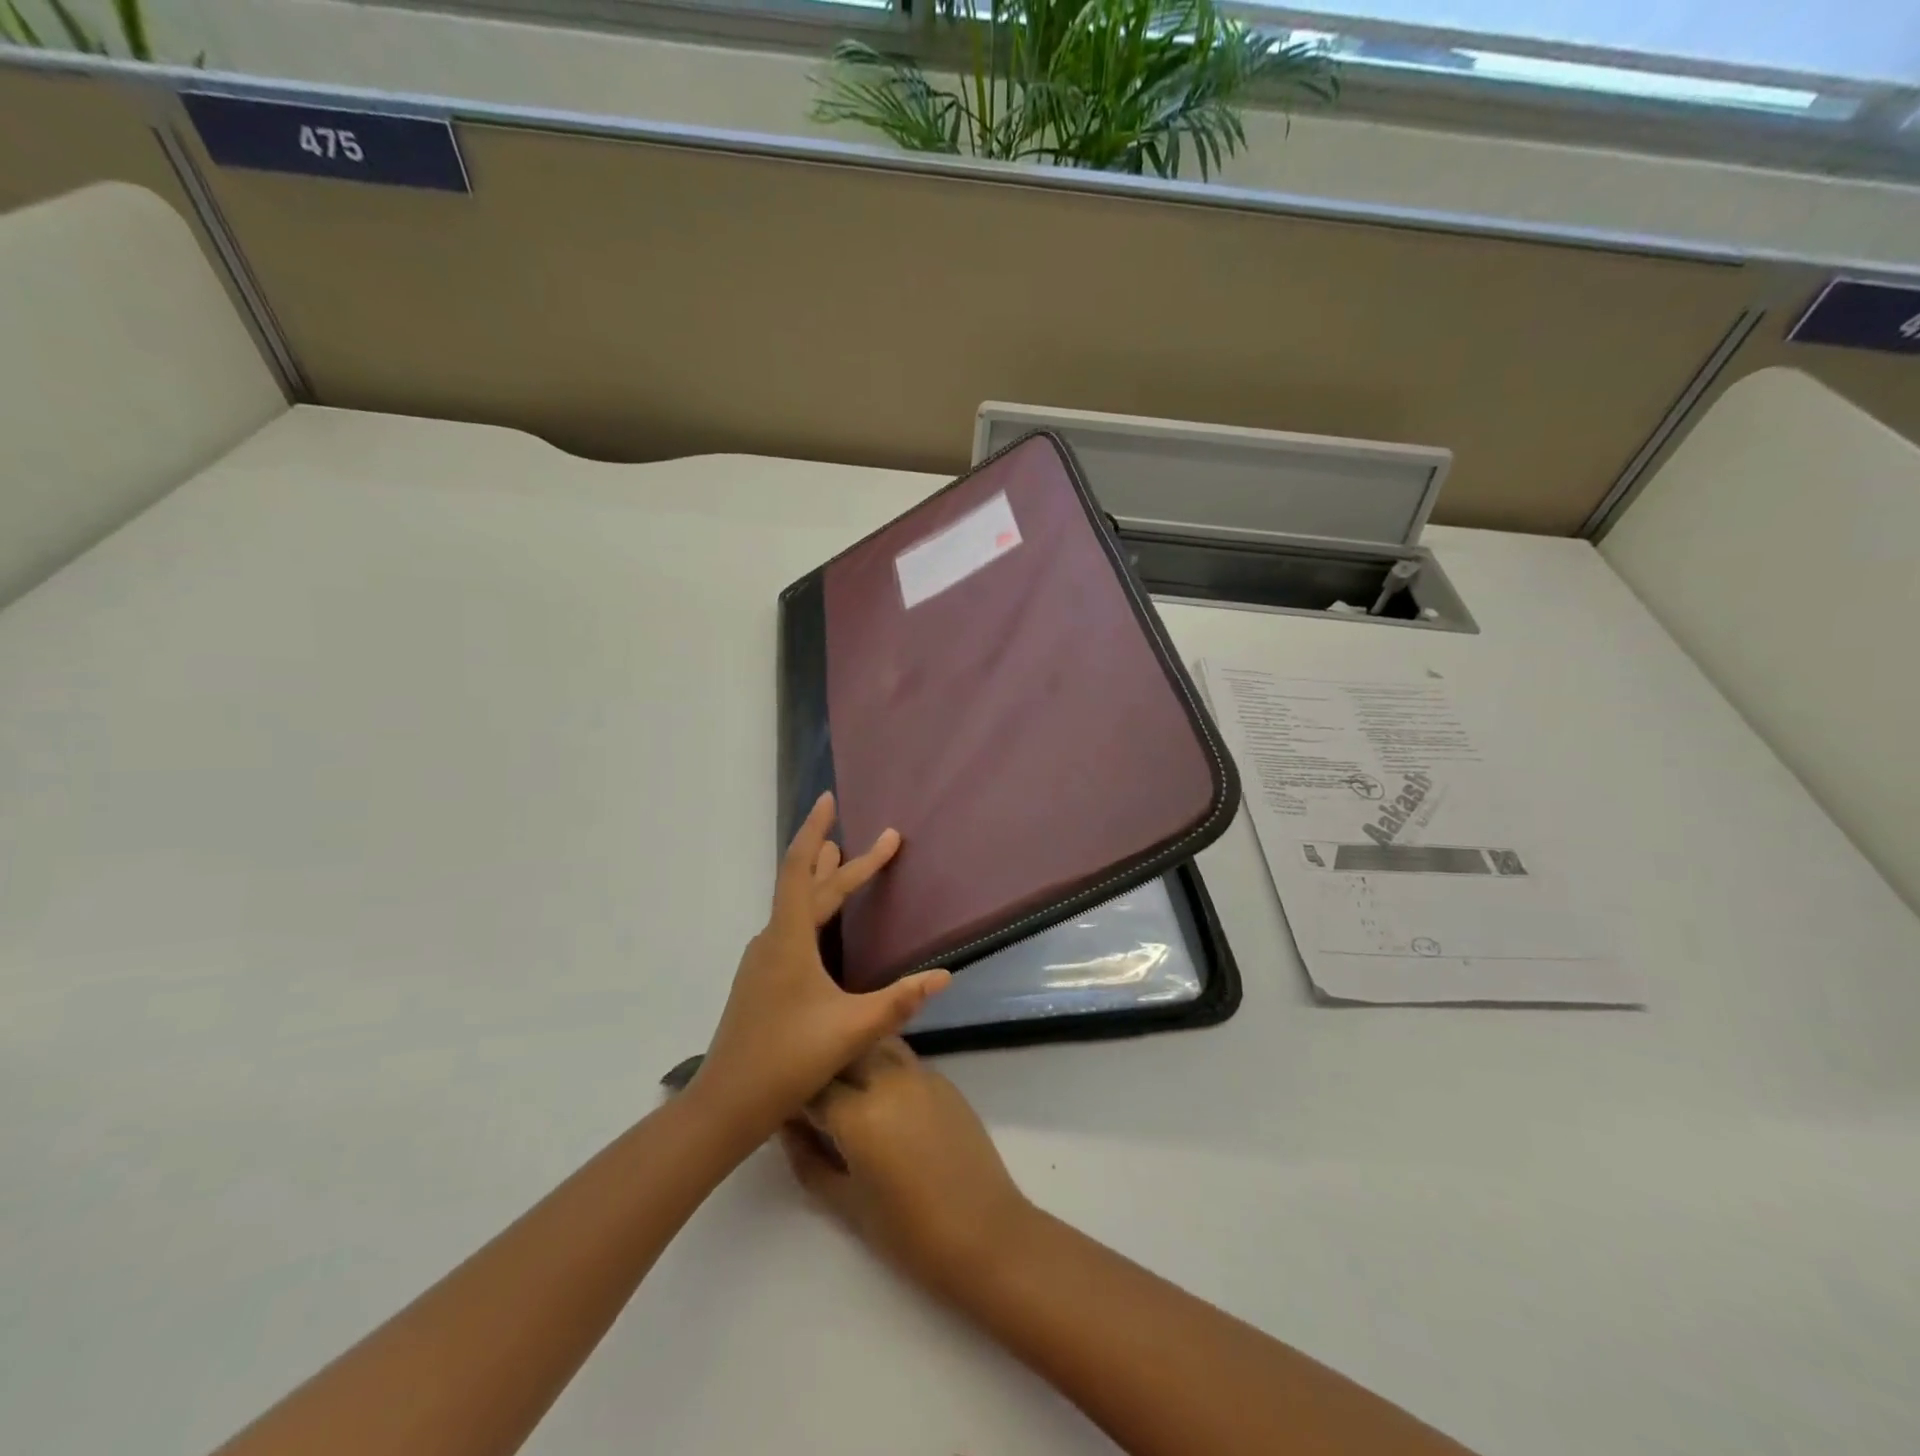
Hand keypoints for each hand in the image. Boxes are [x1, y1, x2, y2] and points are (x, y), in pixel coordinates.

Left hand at [690, 793, 950, 1143]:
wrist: (726, 1105)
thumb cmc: (787, 1060)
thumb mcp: (852, 1030)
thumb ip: (899, 1002)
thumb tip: (944, 976)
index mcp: (788, 940)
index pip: (799, 869)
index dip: (814, 831)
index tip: (829, 801)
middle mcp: (772, 940)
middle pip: (808, 887)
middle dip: (845, 862)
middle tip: (883, 840)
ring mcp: (762, 960)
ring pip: (797, 908)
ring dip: (822, 881)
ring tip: (842, 859)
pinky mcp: (762, 978)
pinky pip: (791, 927)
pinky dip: (813, 909)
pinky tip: (822, 924)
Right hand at [782, 1038, 1033, 1295]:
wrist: (985, 1234)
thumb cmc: (909, 1233)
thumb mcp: (844, 1204)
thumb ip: (807, 1160)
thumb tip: (787, 1128)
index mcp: (859, 1112)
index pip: (811, 1085)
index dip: (791, 1094)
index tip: (780, 1105)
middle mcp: (888, 1079)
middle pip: (843, 1050)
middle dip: (823, 1066)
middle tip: (811, 1094)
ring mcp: (920, 1073)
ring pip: (875, 1043)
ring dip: (854, 1057)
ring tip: (844, 1087)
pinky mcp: (942, 1079)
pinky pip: (902, 1058)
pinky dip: (882, 1065)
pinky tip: (880, 1096)